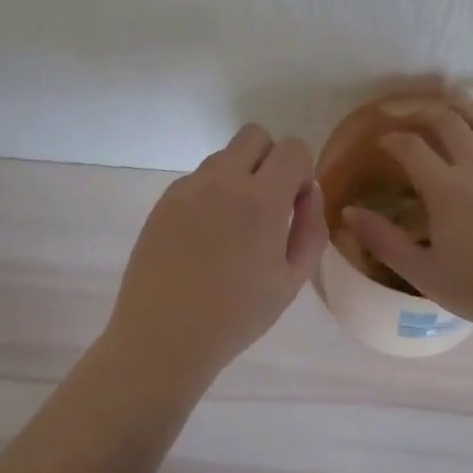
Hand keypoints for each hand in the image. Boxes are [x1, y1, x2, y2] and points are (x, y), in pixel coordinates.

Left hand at [103, 124, 327, 388]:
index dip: (301, 170)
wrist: (163, 336)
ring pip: (224, 155)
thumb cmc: (236, 316)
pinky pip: (198, 178)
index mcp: (261, 199)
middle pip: (255, 135)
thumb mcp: (291, 280)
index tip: (293, 204)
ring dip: (238, 175)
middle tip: (267, 205)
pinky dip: (210, 193)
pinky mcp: (164, 199)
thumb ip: (310, 227)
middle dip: (270, 159)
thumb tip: (308, 191)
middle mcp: (223, 180)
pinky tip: (204, 236)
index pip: (292, 148)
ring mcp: (188, 187)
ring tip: (232, 226)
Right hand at [343, 98, 472, 338]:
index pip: (411, 148)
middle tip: (413, 117)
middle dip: (426, 114)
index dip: (393, 138)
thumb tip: (347, 212)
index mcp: (446, 189)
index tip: (383, 140)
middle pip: (449, 124)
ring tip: (452, 100)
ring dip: (466, 107)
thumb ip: (383, 240)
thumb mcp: (423, 273)